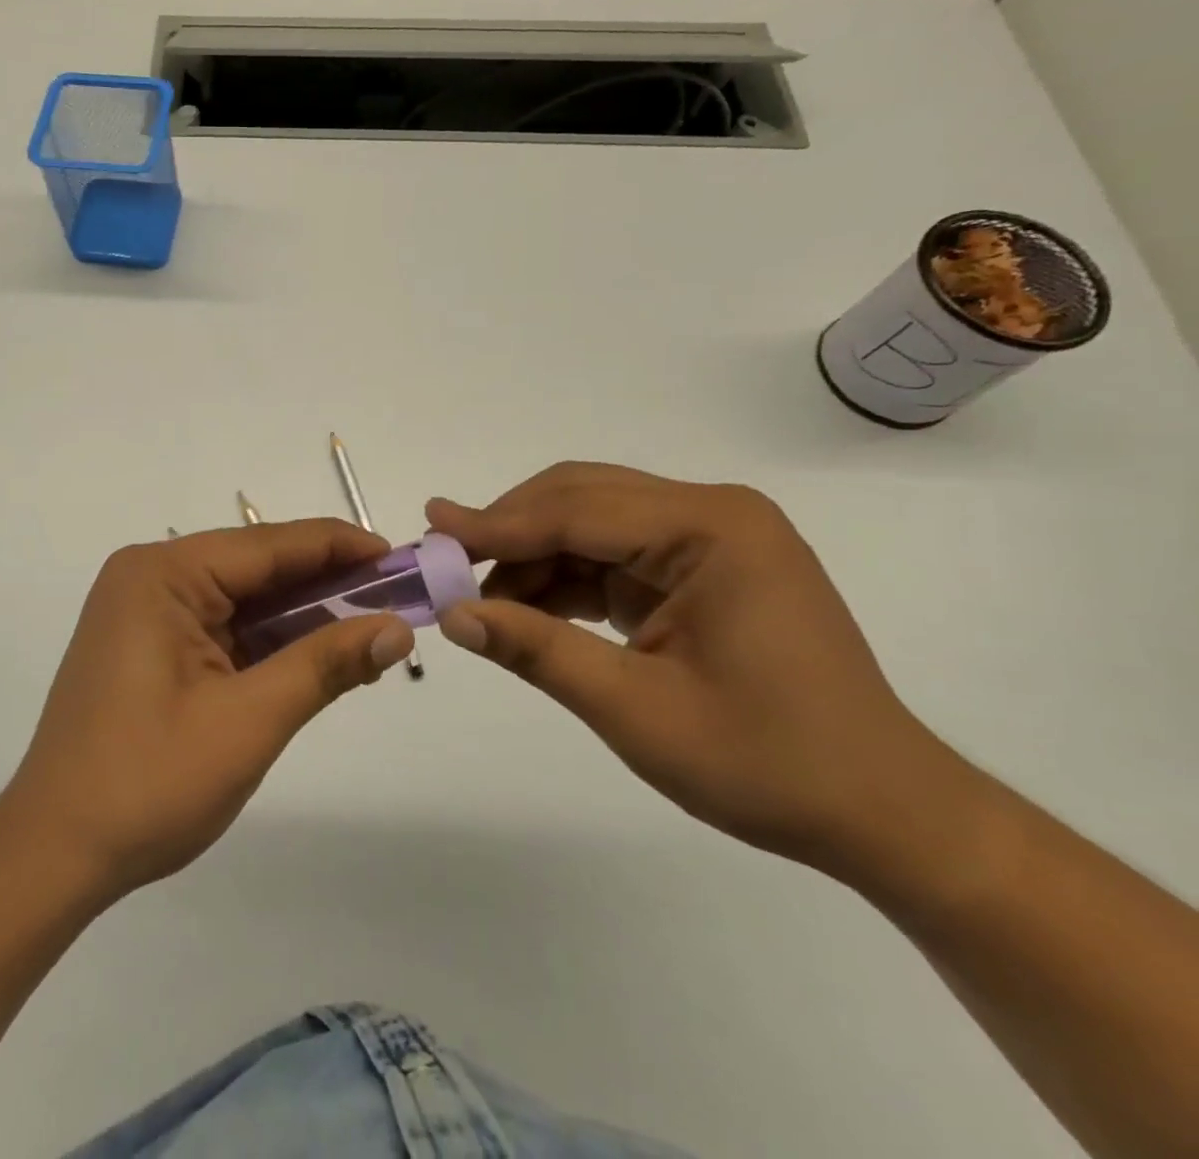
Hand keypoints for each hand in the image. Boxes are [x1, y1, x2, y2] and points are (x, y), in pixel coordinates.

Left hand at [0, 520, 415, 900]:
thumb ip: (325, 665)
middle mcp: (151, 578)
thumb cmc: (148, 782)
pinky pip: (223, 630)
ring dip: (303, 619)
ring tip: (371, 632)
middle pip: (257, 569)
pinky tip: (318, 658)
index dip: (340, 548)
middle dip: (327, 586)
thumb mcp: (249, 720)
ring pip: (244, 601)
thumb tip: (398, 627)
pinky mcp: (150, 647)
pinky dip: (270, 644)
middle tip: (398, 602)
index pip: (270, 545)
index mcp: (163, 574)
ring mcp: (147, 613)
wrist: (55, 853)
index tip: (401, 559)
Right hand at [426, 463, 970, 874]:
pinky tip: (528, 609)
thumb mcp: (635, 710)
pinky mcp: (700, 570)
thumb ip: (538, 651)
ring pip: (590, 524)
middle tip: (445, 562)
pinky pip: (612, 556)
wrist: (882, 813)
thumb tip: (453, 615)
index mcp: (712, 530)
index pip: (577, 511)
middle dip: (510, 530)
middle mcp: (712, 515)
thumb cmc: (769, 764)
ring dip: (532, 557)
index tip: (429, 528)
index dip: (497, 524)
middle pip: (581, 499)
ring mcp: (710, 540)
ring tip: (480, 599)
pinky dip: (563, 579)